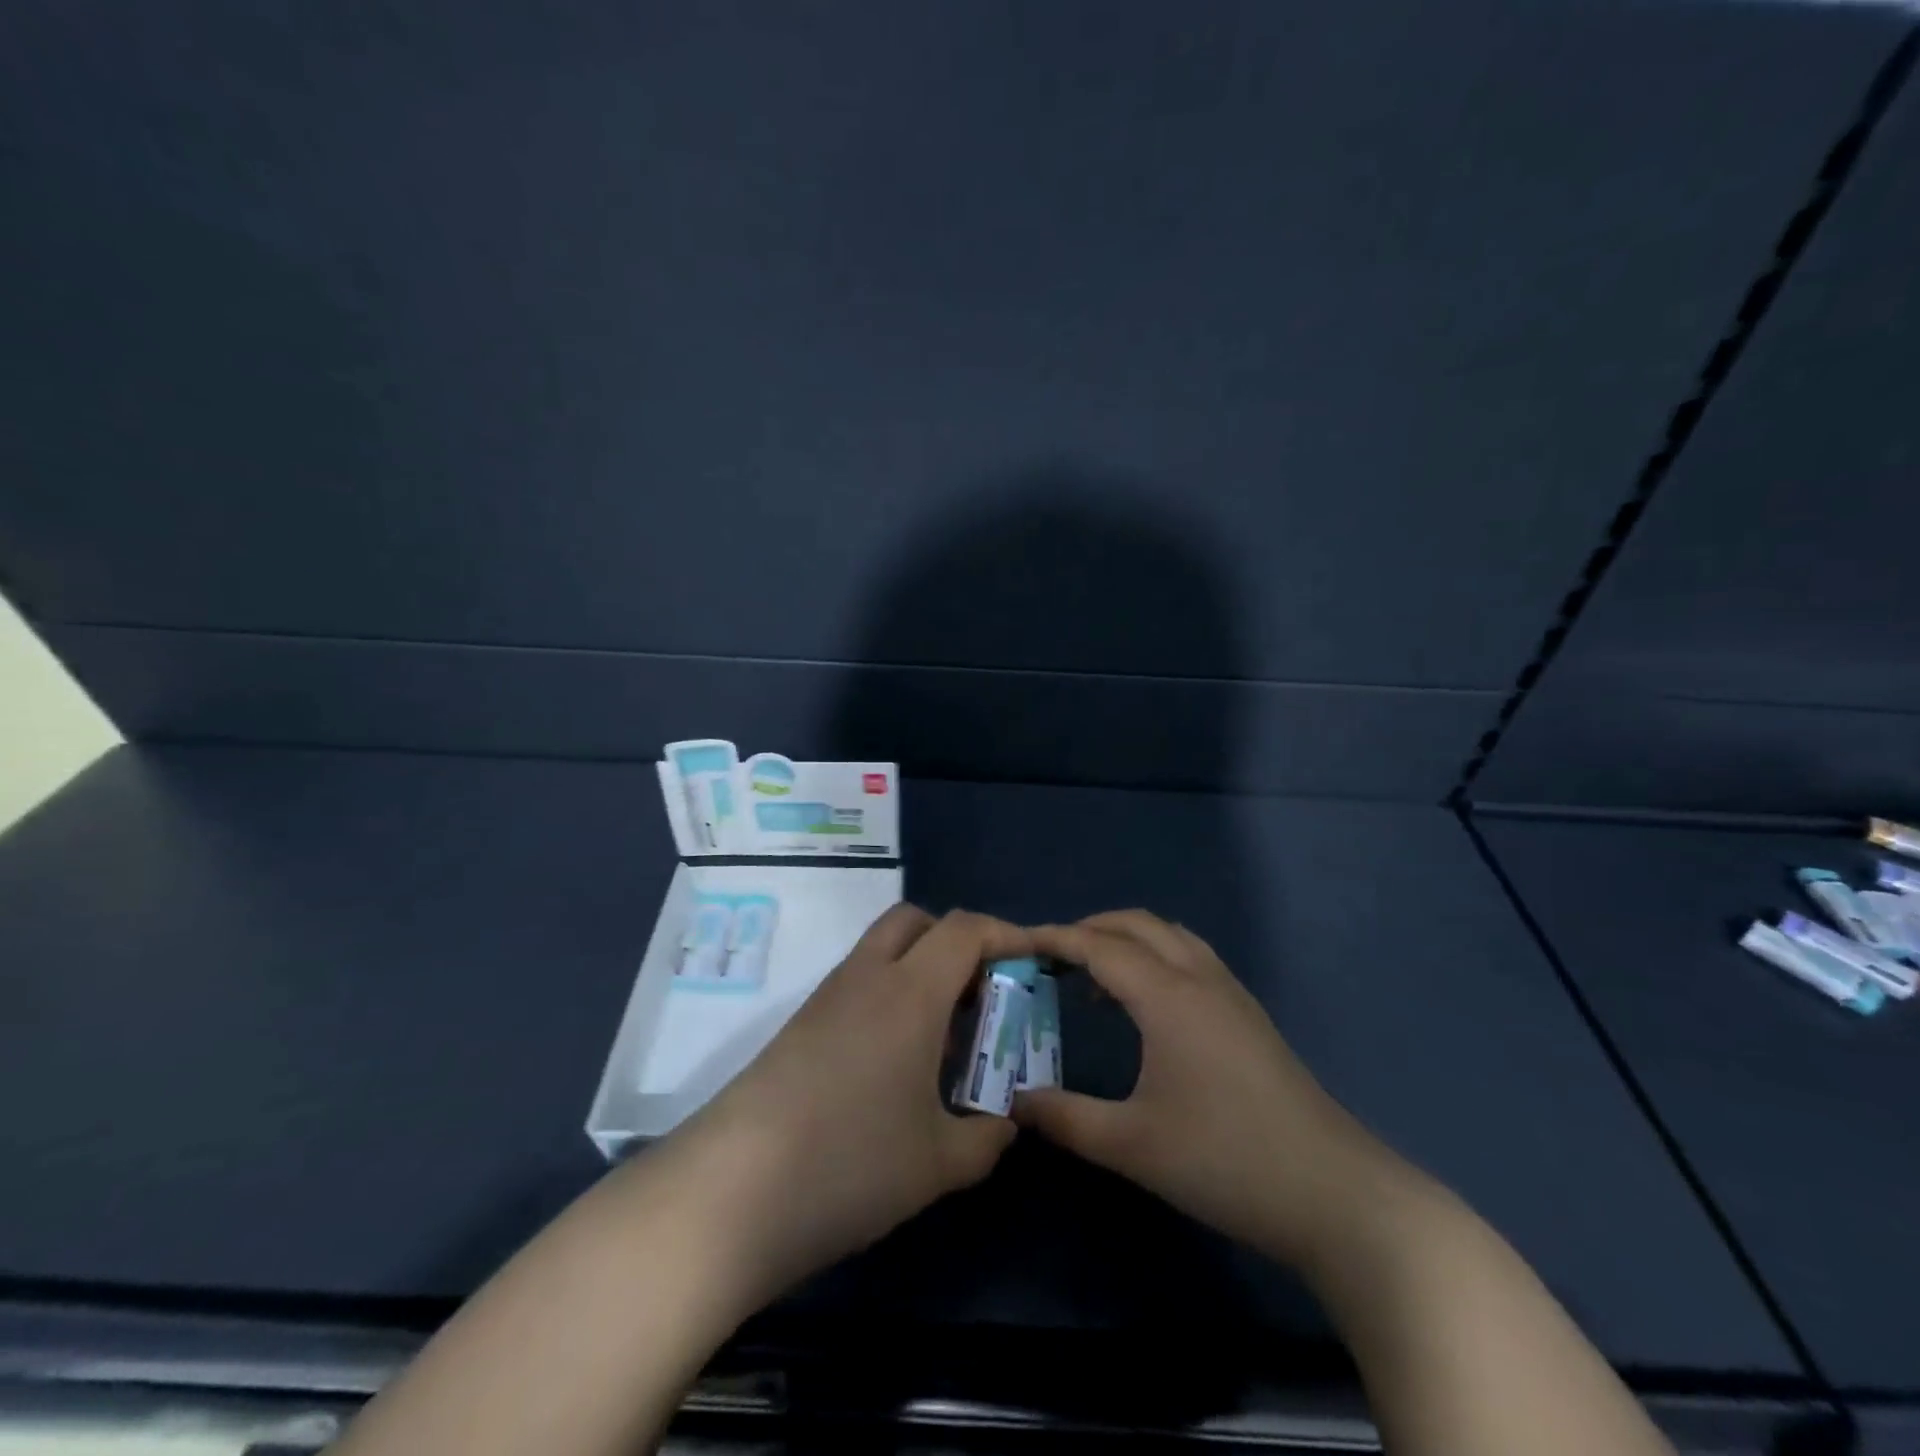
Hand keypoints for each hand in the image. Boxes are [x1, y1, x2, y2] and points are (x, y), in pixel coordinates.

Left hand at [675, 905, 1026, 1300]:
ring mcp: (827, 998)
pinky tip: (896, 1061)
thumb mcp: (937, 1163)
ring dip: (920, 970)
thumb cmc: (849, 1164)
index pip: (965, 930)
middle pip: (917, 921)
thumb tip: (1005, 1122)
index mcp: (910, 992)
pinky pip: (858, 984)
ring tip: (944, 1036)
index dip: (1007, 934)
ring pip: (882, 950)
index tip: (1034, 960)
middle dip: (957, 941)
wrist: (729, 1193)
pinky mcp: (799, 1025)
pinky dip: (889, 996)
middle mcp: (867, 977)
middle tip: (981, 992)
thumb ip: (986, 1137)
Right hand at [1015, 910, 1411, 1266]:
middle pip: (1136, 924)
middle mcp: (1199, 978)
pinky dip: (1156, 956)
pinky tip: (1146, 1004)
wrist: (1334, 1194)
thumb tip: (1014, 1100)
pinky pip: (1191, 957)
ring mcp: (1230, 993)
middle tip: (1050, 957)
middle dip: (1089, 928)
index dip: (1055, 939)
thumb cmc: (1224, 1161)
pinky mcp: (1248, 1015)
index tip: (1017, 943)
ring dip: (1127, 939)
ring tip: (1093, 975)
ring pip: (1170, 935)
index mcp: (1167, 996)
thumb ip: (1065, 1118)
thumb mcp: (1132, 1146)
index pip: (1099, 946)